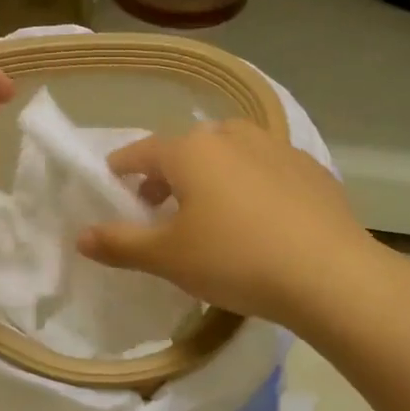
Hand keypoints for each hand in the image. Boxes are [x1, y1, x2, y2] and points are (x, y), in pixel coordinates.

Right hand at [76, 120, 376, 326]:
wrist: (329, 274)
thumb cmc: (235, 260)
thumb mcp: (168, 258)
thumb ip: (120, 244)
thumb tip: (80, 237)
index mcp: (193, 150)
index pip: (143, 152)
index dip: (122, 168)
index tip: (112, 183)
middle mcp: (234, 136)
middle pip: (188, 149)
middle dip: (167, 174)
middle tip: (158, 207)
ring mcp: (278, 148)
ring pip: (230, 154)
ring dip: (210, 176)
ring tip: (209, 212)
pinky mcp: (311, 170)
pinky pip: (266, 170)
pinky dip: (250, 185)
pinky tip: (258, 220)